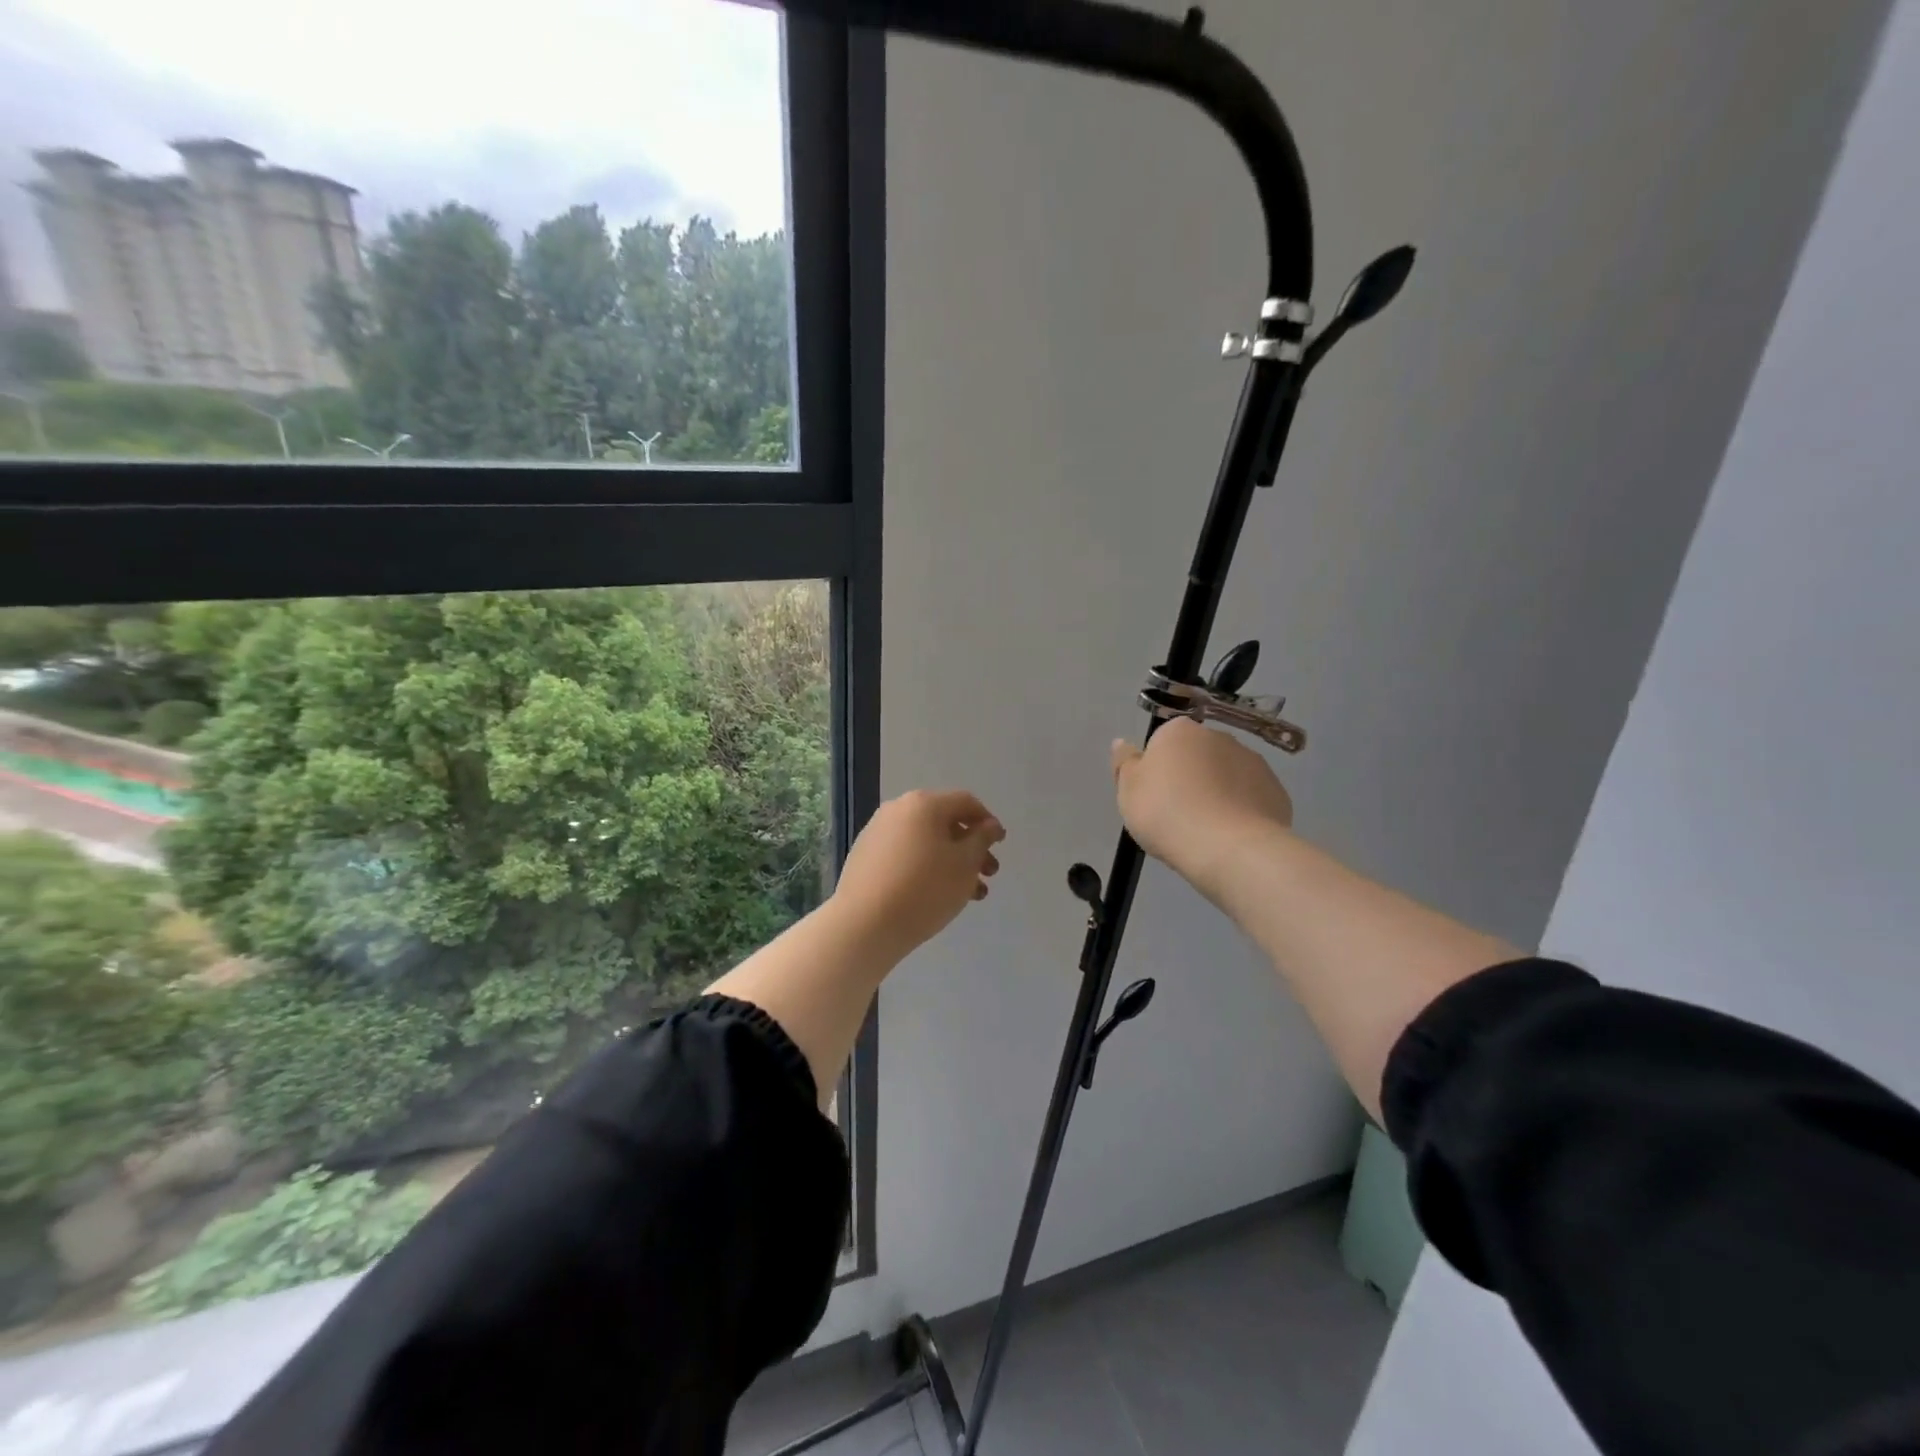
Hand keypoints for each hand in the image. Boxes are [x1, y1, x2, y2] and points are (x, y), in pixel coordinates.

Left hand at [832, 789, 1004, 958]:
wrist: (864, 924)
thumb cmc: (924, 889)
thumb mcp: (965, 864)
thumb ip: (981, 840)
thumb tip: (988, 825)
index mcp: (924, 803)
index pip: (966, 802)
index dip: (988, 822)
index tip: (1000, 845)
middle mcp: (898, 809)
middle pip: (945, 822)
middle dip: (971, 847)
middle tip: (989, 874)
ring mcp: (877, 832)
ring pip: (925, 841)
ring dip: (951, 862)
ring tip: (969, 893)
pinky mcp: (865, 856)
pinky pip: (905, 855)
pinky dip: (926, 868)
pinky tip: (937, 895)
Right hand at [1111, 718, 1293, 896]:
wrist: (1228, 849)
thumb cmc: (1166, 814)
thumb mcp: (1128, 791)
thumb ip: (1125, 763)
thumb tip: (1123, 743)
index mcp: (1180, 732)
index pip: (1163, 742)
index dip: (1156, 770)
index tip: (1153, 797)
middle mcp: (1219, 738)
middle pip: (1197, 756)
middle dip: (1189, 778)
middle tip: (1175, 814)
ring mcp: (1253, 763)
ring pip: (1226, 776)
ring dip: (1217, 793)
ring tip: (1204, 831)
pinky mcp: (1276, 792)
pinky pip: (1250, 798)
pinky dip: (1241, 812)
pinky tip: (1230, 837)